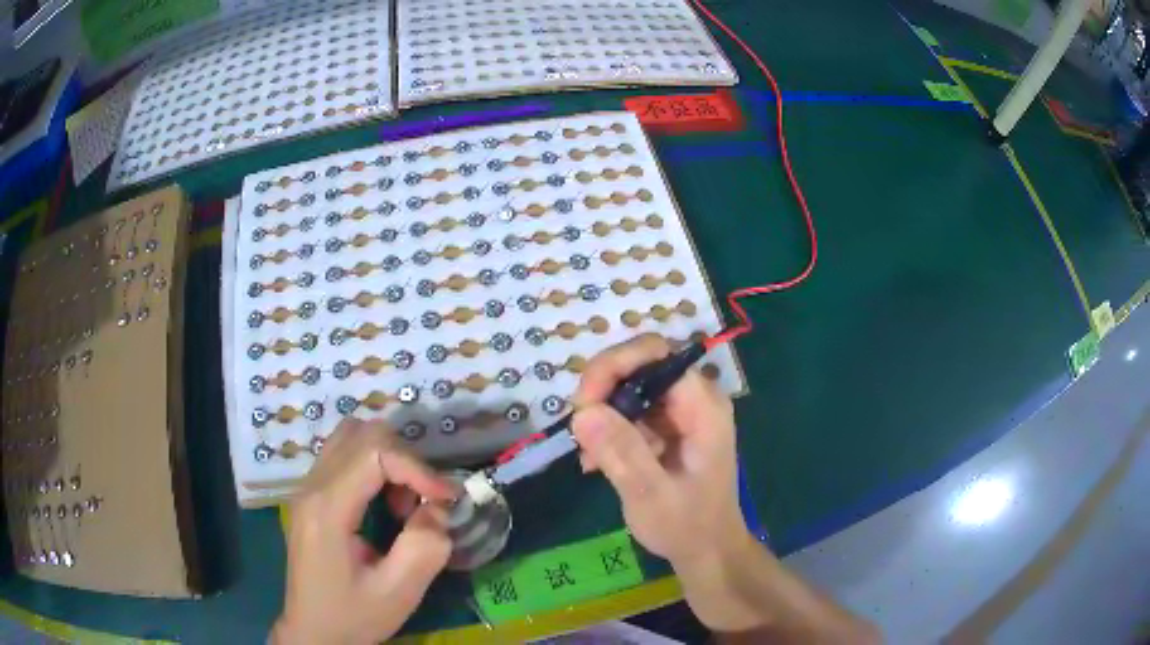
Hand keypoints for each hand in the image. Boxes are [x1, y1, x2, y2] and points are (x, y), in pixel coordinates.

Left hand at [272, 418, 457, 644]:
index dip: (417, 467)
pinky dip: (373, 466)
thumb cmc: (352, 616)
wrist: (313, 632)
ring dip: (387, 458)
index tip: (446, 499)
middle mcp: (311, 487)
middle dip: (404, 459)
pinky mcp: (310, 496)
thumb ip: (424, 548)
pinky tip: (383, 504)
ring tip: (403, 502)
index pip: (373, 452)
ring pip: (350, 437)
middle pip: (361, 433)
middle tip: (422, 502)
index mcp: (327, 509)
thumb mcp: (397, 593)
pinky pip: (343, 455)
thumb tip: (438, 509)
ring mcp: (306, 488)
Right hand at [571, 334, 760, 630]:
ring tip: (587, 456)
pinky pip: (629, 411)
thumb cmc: (687, 526)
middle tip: (579, 429)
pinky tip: (595, 462)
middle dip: (601, 390)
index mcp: (702, 407)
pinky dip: (607, 430)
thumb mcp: (651, 495)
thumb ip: (621, 452)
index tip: (583, 404)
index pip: (655, 354)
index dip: (614, 367)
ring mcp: (680, 413)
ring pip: (629, 386)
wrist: (707, 551)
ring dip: (600, 413)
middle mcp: (693, 399)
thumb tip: (583, 412)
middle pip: (639, 365)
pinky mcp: (667, 428)